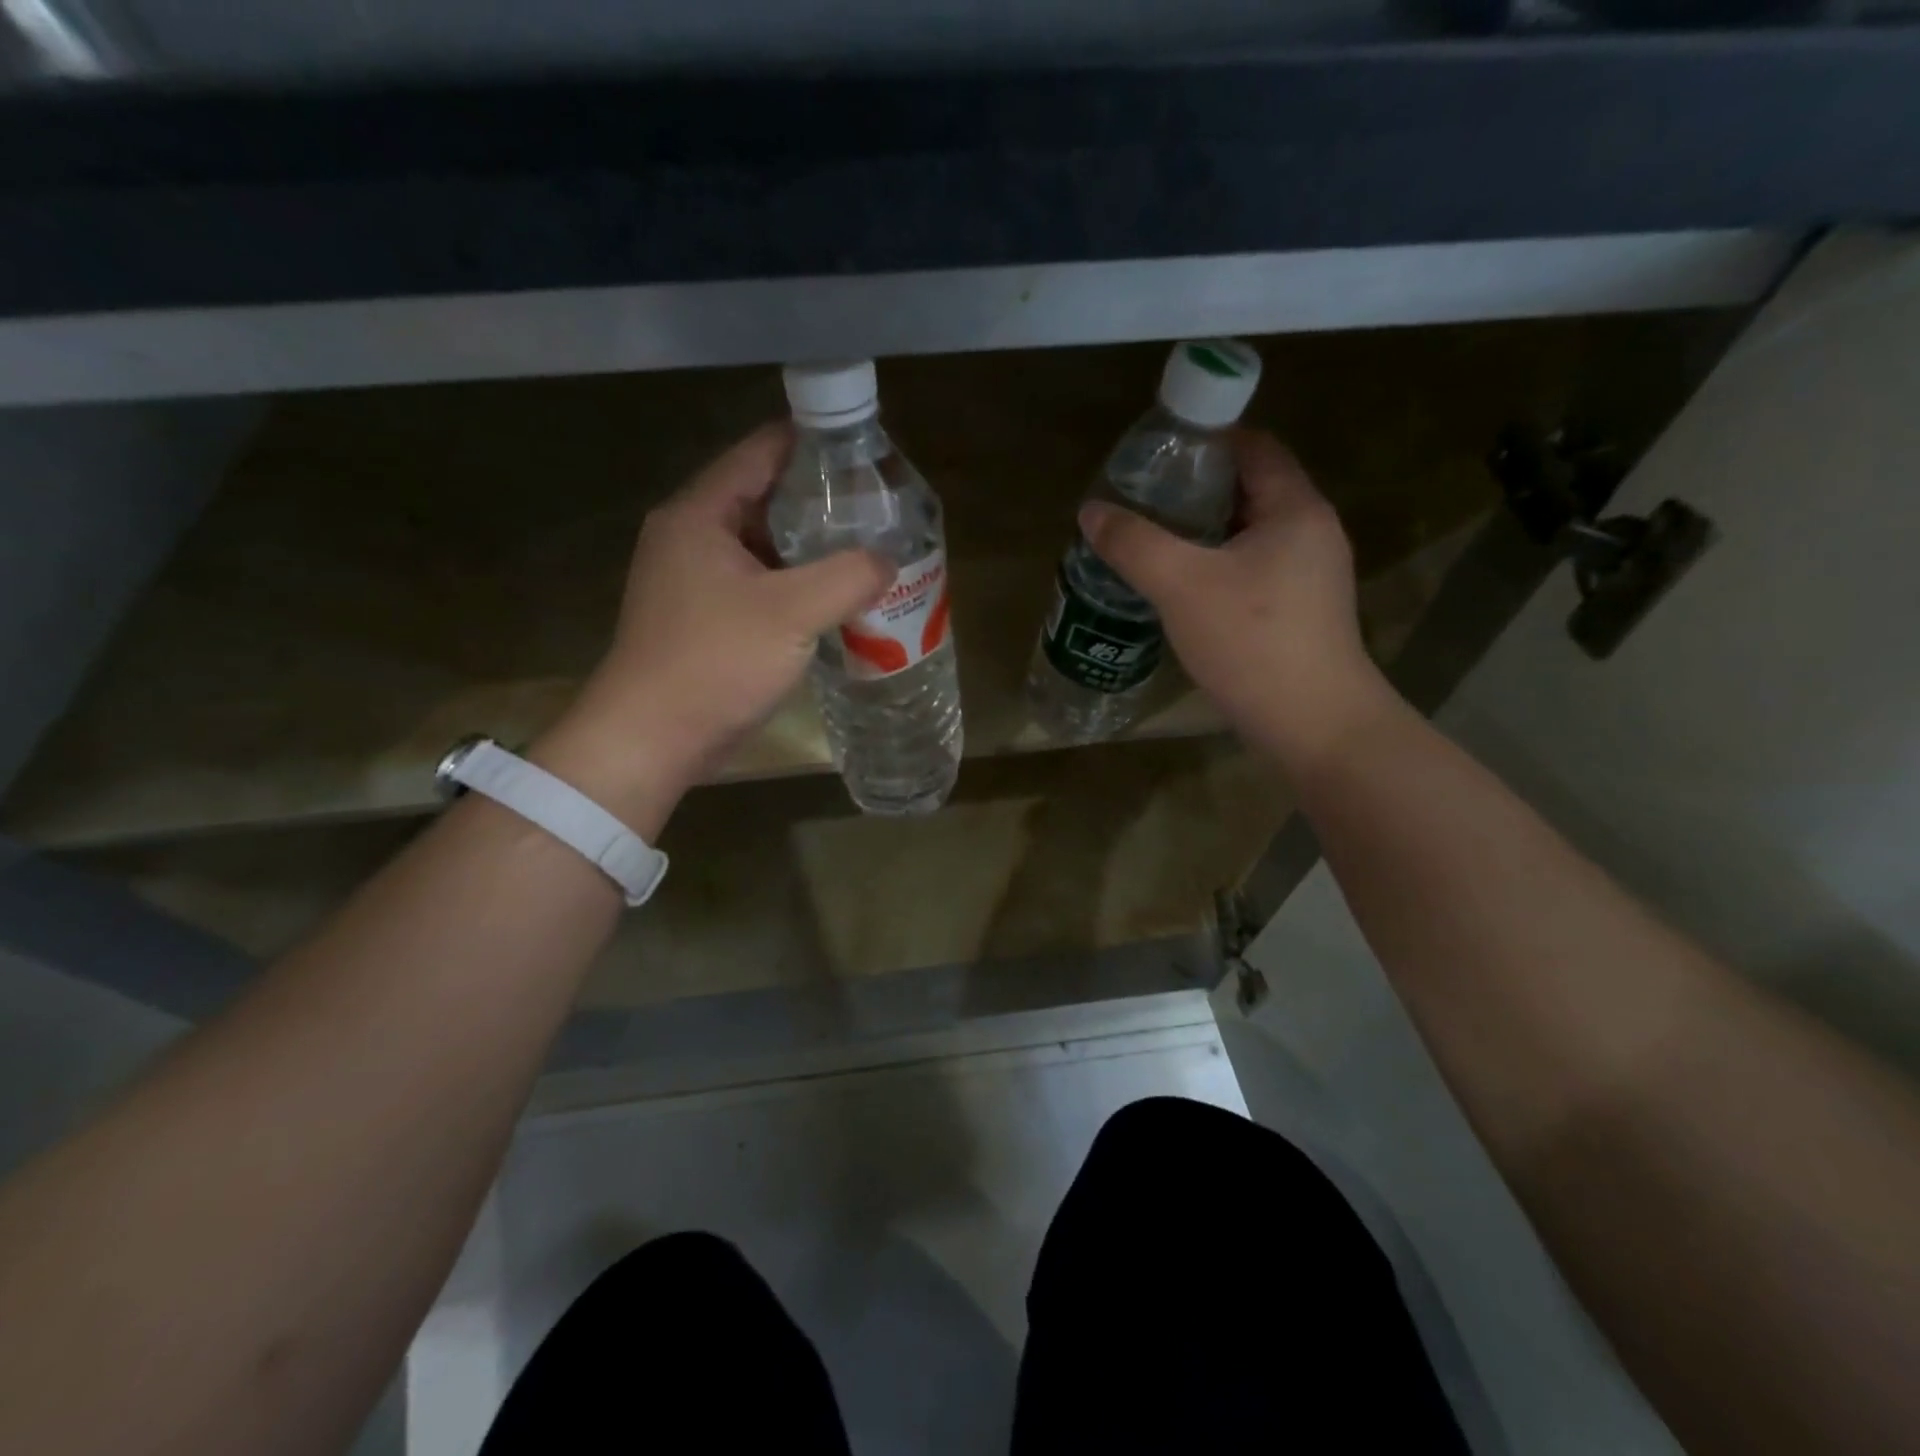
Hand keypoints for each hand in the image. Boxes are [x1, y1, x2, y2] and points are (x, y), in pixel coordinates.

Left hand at [533, 422, 892, 833]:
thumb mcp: (792, 613)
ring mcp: (694, 579)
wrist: (653, 738)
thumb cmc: (715, 662)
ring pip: (763, 546)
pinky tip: (835, 600)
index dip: (816, 445)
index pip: (763, 451)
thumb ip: (848, 576)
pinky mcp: (704, 617)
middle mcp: (691, 535)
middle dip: (821, 503)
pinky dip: (795, 586)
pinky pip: (758, 584)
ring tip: (867, 552)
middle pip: (765, 497)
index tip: (868, 457)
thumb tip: (888, 560)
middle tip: (878, 511)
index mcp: (700, 513)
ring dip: (811, 550)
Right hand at [1079, 428, 1397, 775]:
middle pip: (1249, 490)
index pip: (1254, 448)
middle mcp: (1310, 533)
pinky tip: (1178, 587)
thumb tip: (1091, 511)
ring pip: (1248, 536)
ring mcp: (1309, 577)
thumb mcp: (1181, 585)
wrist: (1312, 724)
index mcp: (1295, 509)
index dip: (1207, 439)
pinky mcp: (1298, 613)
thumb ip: (1134, 543)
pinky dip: (1215, 567)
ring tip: (1151, 539)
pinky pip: (1251, 571)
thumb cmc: (1252, 641)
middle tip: (1143, 498)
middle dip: (1195, 489)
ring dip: (1202, 533)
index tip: (1157, 451)